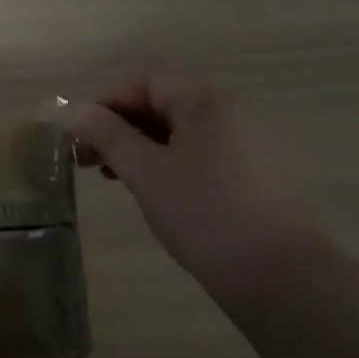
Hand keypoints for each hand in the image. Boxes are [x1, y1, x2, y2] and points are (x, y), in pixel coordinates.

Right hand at [74, 74, 321, 311]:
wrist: (280, 276)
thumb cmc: (204, 213)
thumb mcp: (147, 173)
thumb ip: (109, 136)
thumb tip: (78, 111)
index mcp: (205, 101)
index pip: (145, 81)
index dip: (106, 101)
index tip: (80, 135)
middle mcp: (229, 113)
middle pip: (163, 104)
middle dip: (120, 126)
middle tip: (88, 160)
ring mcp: (246, 145)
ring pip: (180, 133)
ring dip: (141, 147)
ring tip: (114, 178)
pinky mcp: (253, 177)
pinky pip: (200, 155)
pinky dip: (168, 164)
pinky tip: (153, 192)